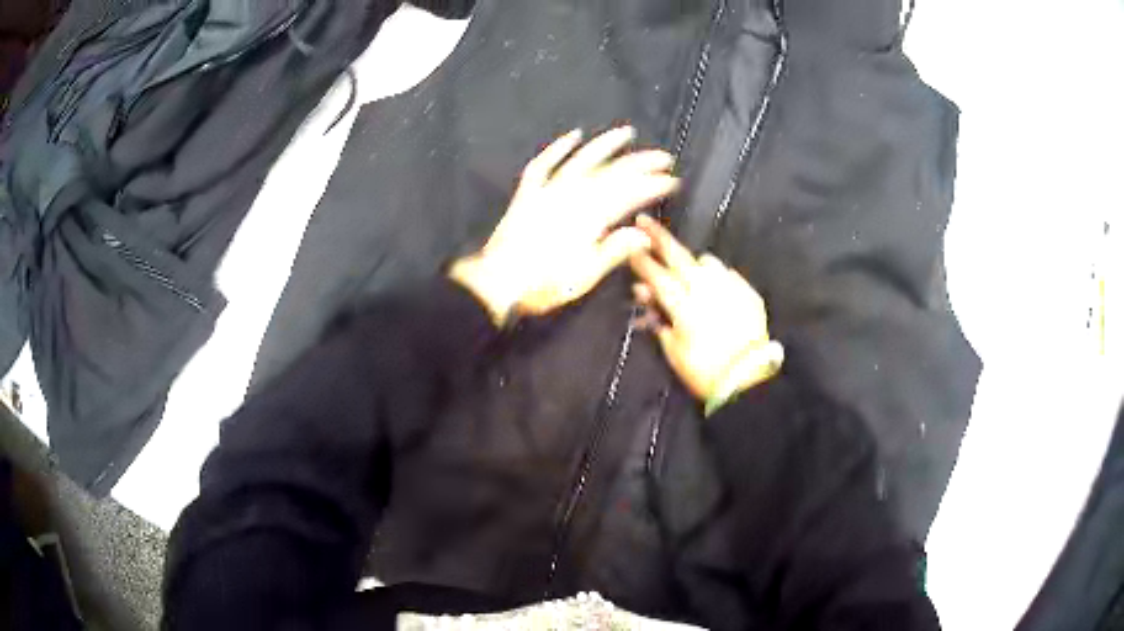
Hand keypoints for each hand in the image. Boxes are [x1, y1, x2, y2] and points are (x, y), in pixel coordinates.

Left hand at [450, 127, 679, 324]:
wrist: (497, 282)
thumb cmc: (543, 283)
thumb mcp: (584, 275)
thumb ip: (614, 251)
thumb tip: (643, 234)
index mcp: (589, 217)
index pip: (629, 194)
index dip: (653, 185)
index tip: (672, 180)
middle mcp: (572, 196)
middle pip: (612, 173)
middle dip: (640, 163)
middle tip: (663, 157)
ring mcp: (549, 190)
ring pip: (582, 159)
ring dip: (606, 145)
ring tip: (627, 133)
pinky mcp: (529, 192)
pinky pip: (545, 163)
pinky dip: (559, 147)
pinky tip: (574, 136)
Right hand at [629, 215, 782, 402]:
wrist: (749, 378)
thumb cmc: (705, 371)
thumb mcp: (674, 352)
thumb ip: (659, 321)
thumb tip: (646, 296)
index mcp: (683, 305)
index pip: (656, 276)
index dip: (641, 261)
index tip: (629, 246)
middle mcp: (706, 289)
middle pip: (678, 256)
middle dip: (658, 237)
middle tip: (645, 221)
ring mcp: (729, 287)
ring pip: (706, 262)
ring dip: (692, 262)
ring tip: (688, 270)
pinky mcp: (748, 292)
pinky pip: (727, 275)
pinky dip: (717, 278)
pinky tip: (714, 288)